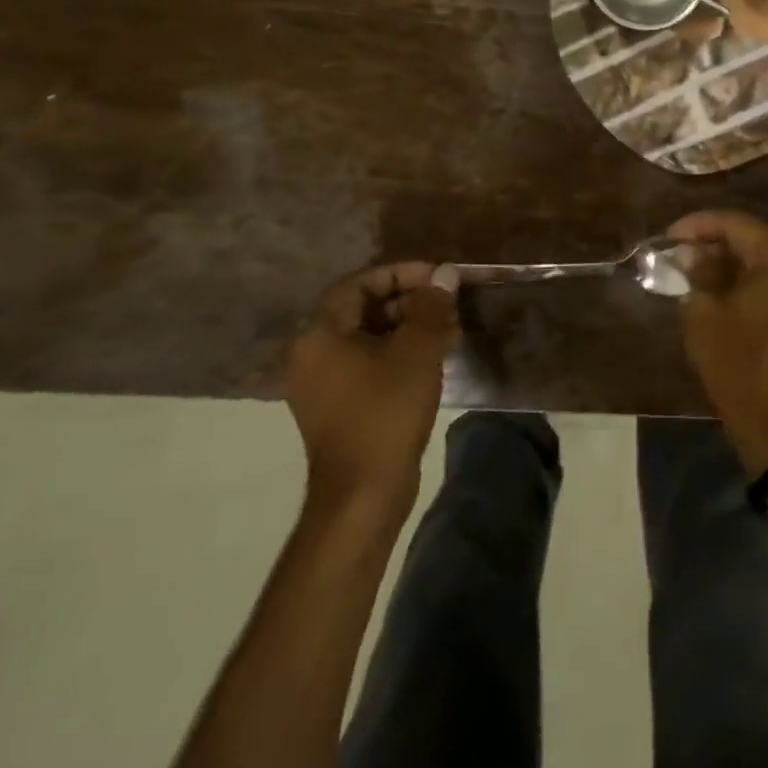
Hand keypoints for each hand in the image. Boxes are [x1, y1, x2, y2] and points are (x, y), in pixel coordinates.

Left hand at [287, 262, 458, 522]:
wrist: (363, 494)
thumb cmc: (386, 411)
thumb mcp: (417, 351)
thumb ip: (431, 306)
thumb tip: (445, 273)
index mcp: (321, 335)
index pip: (360, 283)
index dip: (402, 273)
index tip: (439, 277)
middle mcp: (314, 354)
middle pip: (365, 309)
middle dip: (412, 302)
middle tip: (451, 304)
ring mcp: (325, 384)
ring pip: (372, 337)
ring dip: (412, 328)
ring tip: (453, 331)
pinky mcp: (341, 407)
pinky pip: (371, 364)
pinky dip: (402, 354)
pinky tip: (438, 358)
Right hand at [668, 210, 767, 476]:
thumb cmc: (740, 364)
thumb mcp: (705, 314)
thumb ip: (698, 273)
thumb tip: (692, 255)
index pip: (736, 223)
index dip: (698, 225)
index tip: (668, 237)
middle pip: (754, 239)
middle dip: (714, 243)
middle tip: (679, 254)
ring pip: (766, 261)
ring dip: (731, 263)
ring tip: (694, 272)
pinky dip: (750, 281)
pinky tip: (722, 291)